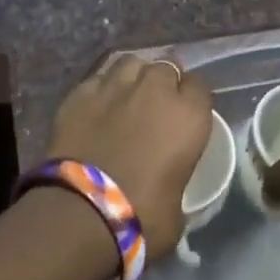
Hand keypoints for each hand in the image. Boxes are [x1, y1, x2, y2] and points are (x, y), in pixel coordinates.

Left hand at [49, 54, 212, 265]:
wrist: (81, 212)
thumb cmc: (141, 217)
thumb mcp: (178, 207)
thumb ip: (178, 180)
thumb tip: (169, 185)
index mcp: (189, 116)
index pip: (200, 86)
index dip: (193, 98)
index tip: (187, 114)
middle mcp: (155, 90)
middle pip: (166, 67)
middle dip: (164, 82)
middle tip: (156, 105)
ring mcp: (114, 86)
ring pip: (131, 63)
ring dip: (134, 76)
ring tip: (127, 95)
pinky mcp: (79, 93)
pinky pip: (97, 78)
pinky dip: (101, 88)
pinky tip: (97, 105)